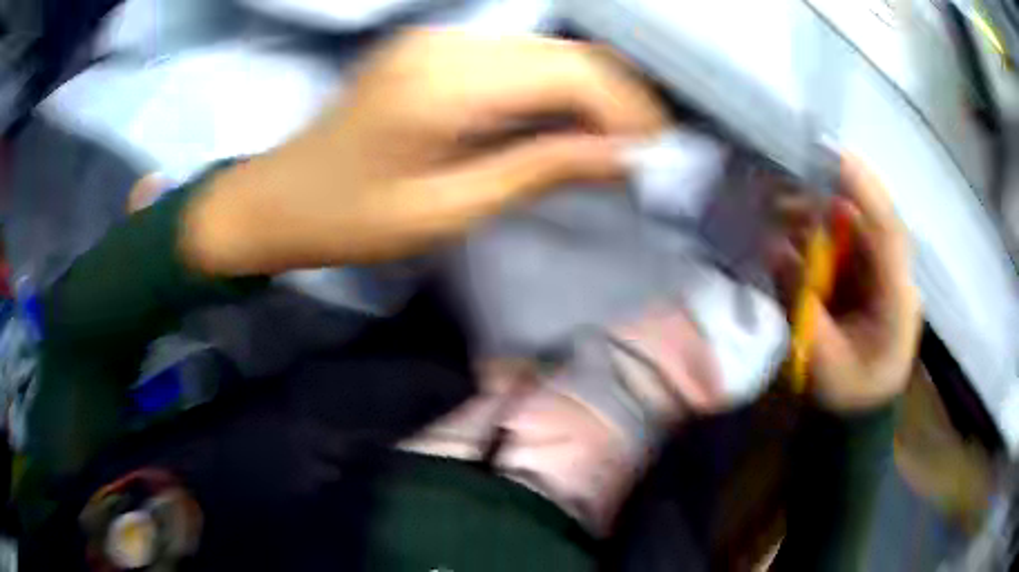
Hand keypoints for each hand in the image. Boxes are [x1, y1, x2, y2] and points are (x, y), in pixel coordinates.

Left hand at [182, 29, 665, 274]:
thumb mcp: (446, 210)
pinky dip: (552, 88)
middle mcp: (448, 44)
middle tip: (643, 150)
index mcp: (446, 84)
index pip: (571, 74)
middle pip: (565, 54)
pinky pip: (515, 58)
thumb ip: (537, 171)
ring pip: (546, 52)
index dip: (624, 110)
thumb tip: (620, 158)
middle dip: (617, 100)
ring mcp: (439, 39)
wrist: (279, 197)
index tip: (650, 155)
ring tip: (612, 143)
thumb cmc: (350, 220)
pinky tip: (562, 124)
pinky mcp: (433, 49)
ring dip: (589, 94)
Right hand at [771, 155, 921, 410]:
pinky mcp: (868, 274)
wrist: (860, 410)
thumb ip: (803, 309)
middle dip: (828, 196)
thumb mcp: (825, 363)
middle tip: (784, 185)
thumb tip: (776, 249)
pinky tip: (791, 230)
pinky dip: (818, 230)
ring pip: (856, 225)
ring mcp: (883, 272)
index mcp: (898, 301)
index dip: (863, 189)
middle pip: (869, 219)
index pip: (889, 233)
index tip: (830, 154)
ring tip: (778, 211)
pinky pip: (846, 239)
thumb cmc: (849, 394)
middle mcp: (896, 275)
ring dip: (818, 213)